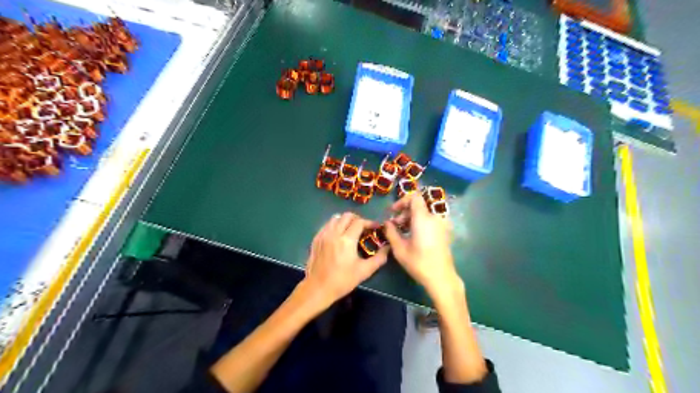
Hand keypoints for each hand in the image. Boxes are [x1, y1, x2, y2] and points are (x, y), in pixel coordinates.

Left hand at [300, 213, 387, 310]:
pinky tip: (338, 236)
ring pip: (335, 218)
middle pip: (347, 216)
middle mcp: (334, 233)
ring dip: (345, 221)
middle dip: (358, 219)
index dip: (369, 222)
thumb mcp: (364, 271)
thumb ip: (379, 258)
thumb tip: (387, 248)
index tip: (375, 228)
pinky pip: (327, 225)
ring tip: (351, 230)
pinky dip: (335, 225)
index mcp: (346, 240)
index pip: (359, 222)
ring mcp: (323, 235)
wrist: (318, 288)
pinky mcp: (316, 239)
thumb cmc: (342, 280)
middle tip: (364, 228)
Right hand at [382, 194, 463, 299]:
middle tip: (394, 225)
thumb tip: (387, 223)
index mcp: (423, 218)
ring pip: (424, 213)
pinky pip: (430, 220)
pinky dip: (420, 223)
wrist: (441, 278)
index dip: (402, 201)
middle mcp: (435, 217)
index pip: (414, 197)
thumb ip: (391, 232)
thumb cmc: (418, 263)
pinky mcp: (445, 231)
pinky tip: (413, 236)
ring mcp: (442, 224)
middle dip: (404, 212)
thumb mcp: (399, 249)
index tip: (393, 212)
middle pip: (418, 206)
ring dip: (412, 218)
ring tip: (402, 232)